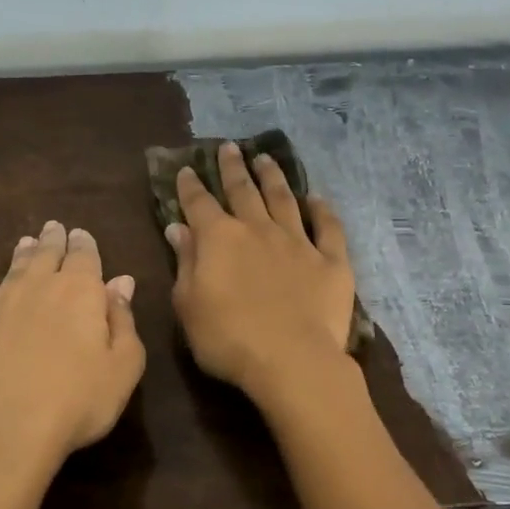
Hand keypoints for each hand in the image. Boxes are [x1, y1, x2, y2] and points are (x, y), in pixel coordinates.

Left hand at [0, 221, 146, 486]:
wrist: (1, 428)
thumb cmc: (76, 402)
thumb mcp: (123, 368)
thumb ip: (124, 321)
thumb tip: (121, 282)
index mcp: (82, 292)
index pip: (86, 258)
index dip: (86, 245)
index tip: (82, 234)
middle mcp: (40, 286)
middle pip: (49, 255)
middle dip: (55, 240)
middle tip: (56, 228)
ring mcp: (0, 302)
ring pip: (16, 266)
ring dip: (25, 251)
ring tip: (29, 240)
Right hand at [167, 142, 356, 398]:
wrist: (291, 360)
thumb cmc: (228, 339)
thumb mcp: (189, 305)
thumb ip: (185, 263)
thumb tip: (178, 228)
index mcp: (219, 239)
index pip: (199, 204)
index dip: (190, 185)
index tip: (186, 168)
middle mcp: (258, 229)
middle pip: (243, 191)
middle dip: (232, 168)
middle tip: (229, 147)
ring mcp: (297, 242)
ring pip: (283, 199)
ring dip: (273, 177)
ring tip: (265, 158)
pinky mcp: (330, 260)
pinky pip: (327, 228)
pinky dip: (322, 210)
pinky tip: (317, 198)